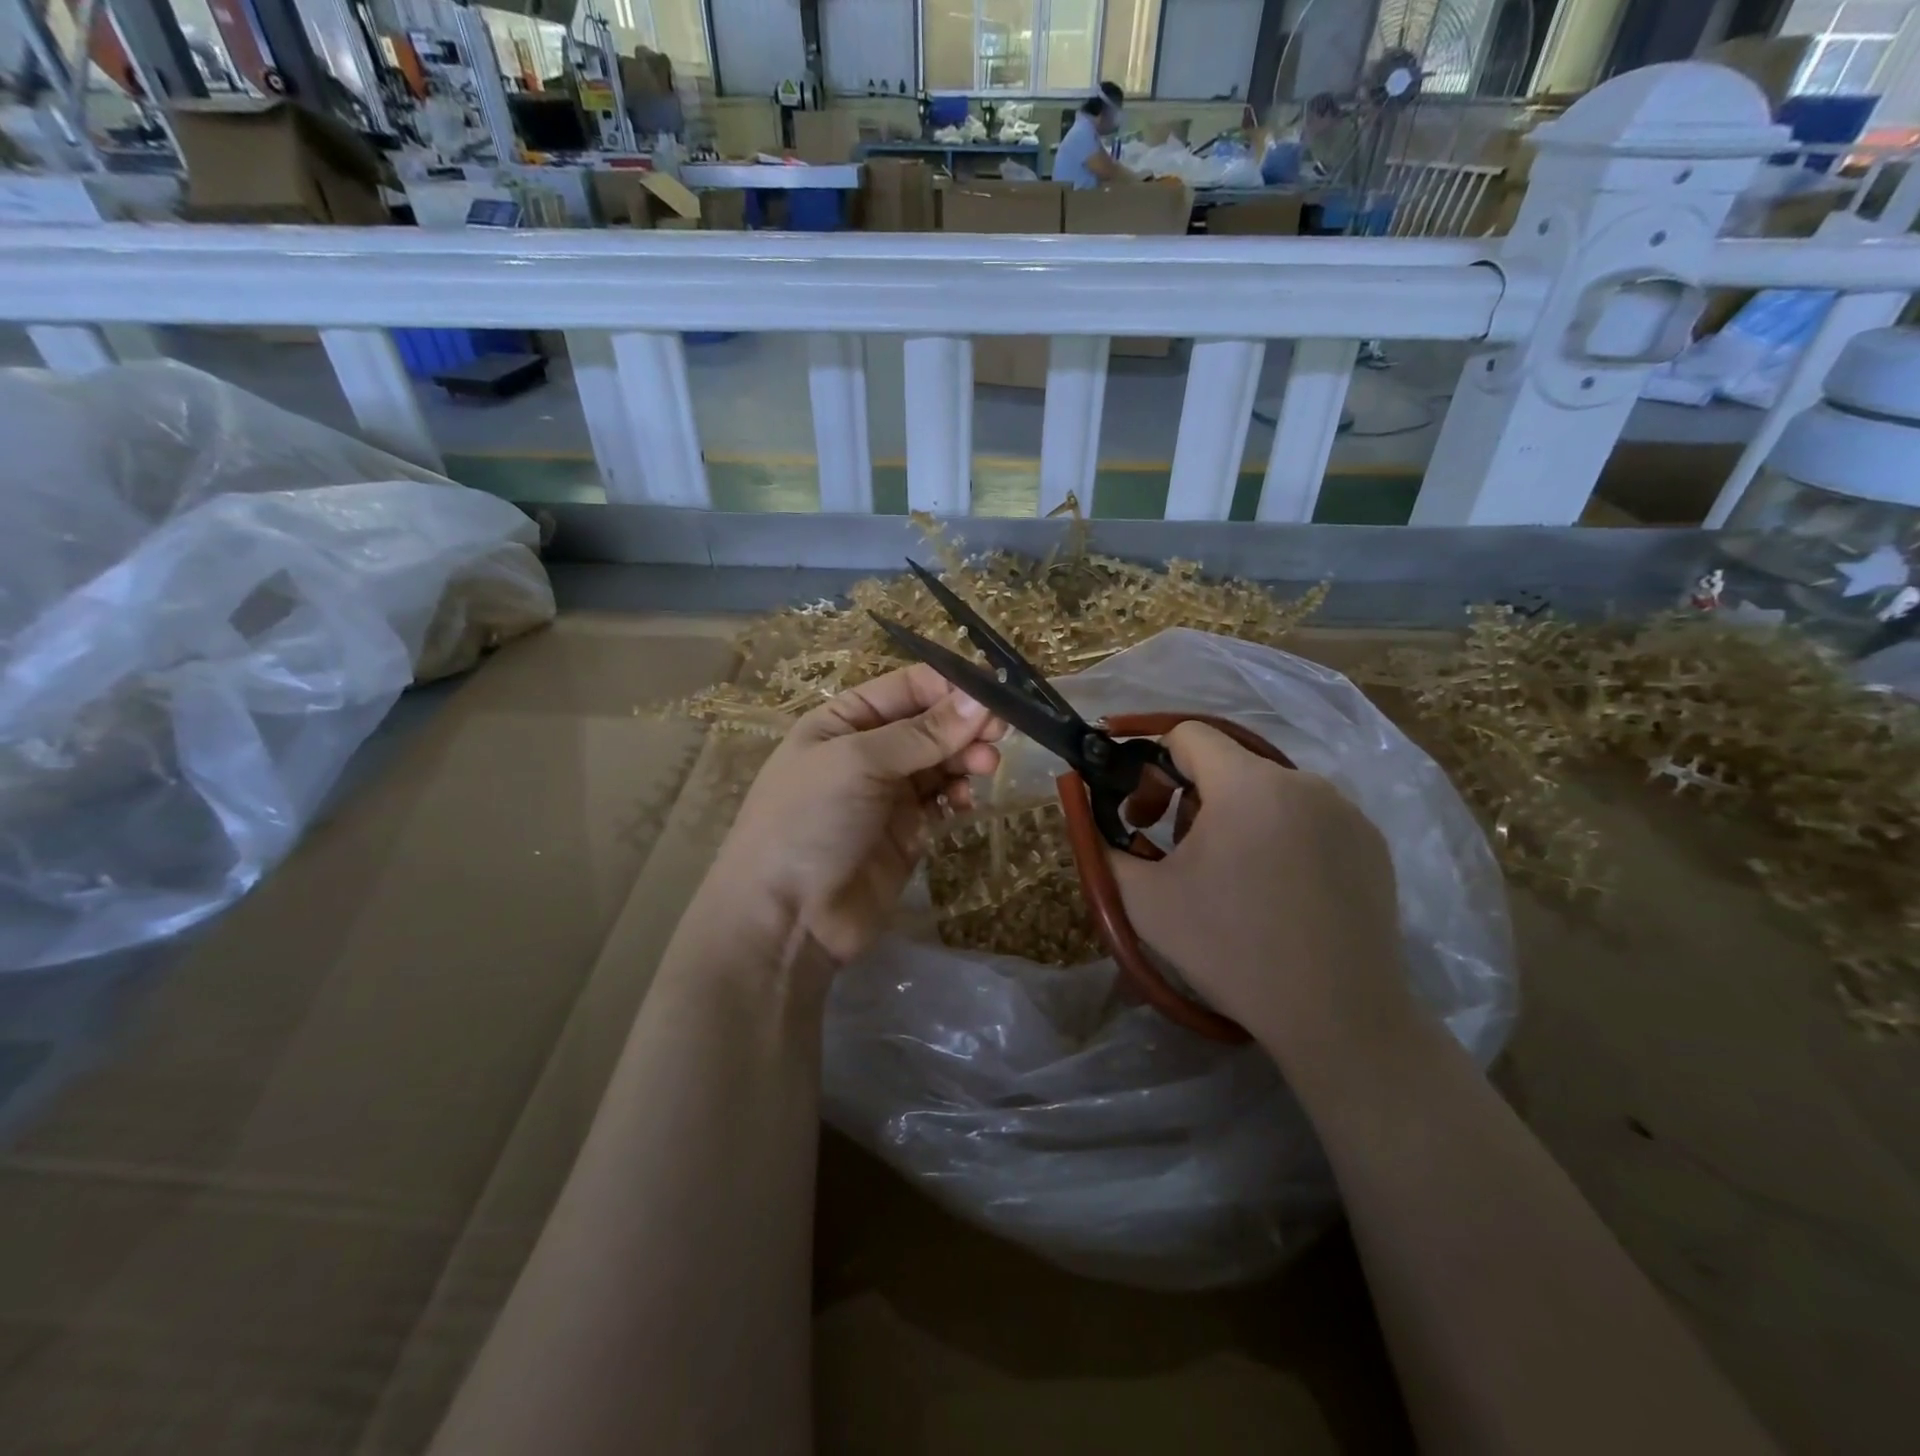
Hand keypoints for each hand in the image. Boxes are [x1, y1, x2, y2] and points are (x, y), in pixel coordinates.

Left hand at [702, 665, 1003, 963]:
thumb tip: (979, 698)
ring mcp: (889, 792)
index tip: (995, 693)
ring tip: (984, 768)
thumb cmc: (809, 821)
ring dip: (966, 758)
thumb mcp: (859, 762)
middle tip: (999, 734)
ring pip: (941, 761)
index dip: (951, 686)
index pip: (908, 686)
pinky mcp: (908, 831)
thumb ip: (922, 732)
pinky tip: (964, 801)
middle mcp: (868, 750)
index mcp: (844, 720)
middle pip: (931, 723)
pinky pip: (942, 799)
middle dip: (964, 724)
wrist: (787, 918)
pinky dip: (958, 794)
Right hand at [1110, 722, 1414, 1059]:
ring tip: (1228, 877)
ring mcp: (1345, 811)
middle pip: (1227, 763)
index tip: (1141, 812)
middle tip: (1174, 852)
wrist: (1338, 1018)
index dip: (1152, 764)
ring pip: (1268, 791)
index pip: (1188, 735)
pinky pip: (1308, 817)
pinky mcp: (1371, 841)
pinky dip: (1280, 836)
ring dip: (1234, 817)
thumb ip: (1105, 845)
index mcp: (1248, 785)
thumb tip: (1094, 816)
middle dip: (1188, 798)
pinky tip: (1278, 891)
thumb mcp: (1145, 901)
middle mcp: (1303, 781)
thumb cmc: (1231, 951)